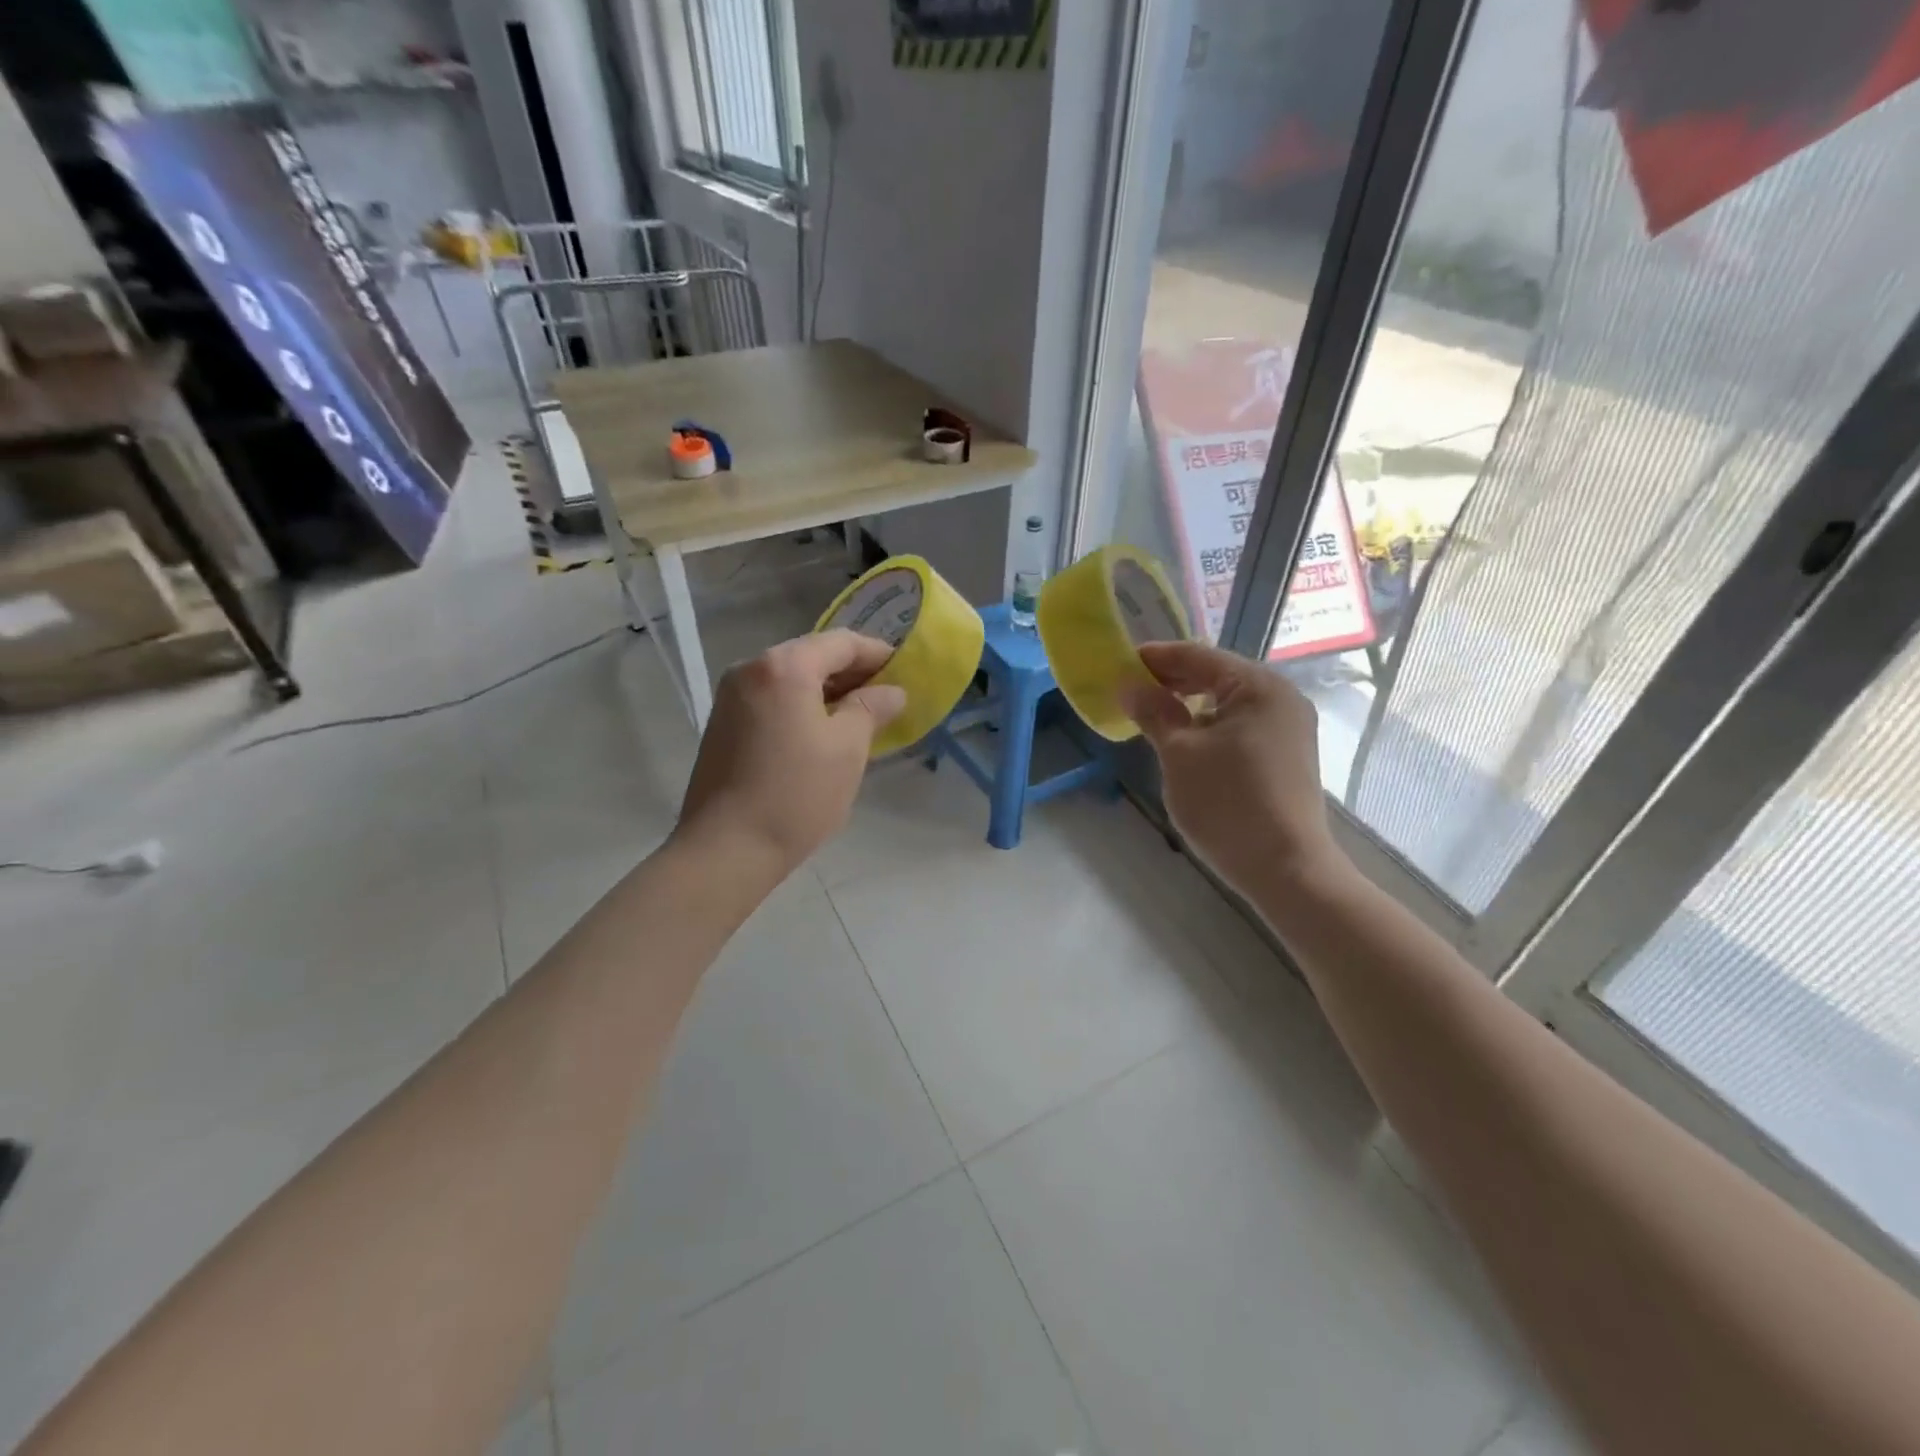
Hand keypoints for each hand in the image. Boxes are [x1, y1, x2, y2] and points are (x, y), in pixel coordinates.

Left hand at [674, 631, 906, 878]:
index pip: (841, 642)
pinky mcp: (722, 724)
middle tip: (887, 696)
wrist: (726, 849)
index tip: (906, 671)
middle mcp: (750, 669)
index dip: (878, 654)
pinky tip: (822, 733)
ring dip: (827, 691)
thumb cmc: (796, 794)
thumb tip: (892, 691)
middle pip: (812, 655)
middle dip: (852, 673)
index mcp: (783, 666)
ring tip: (860, 717)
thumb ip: (872, 708)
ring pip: (790, 679)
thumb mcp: (848, 749)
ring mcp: (730, 697)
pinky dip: (801, 706)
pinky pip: (772, 699)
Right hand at [1121, 641, 1343, 895]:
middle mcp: (1280, 696)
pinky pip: (1240, 724)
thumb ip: (1153, 712)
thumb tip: (1128, 685)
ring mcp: (1288, 726)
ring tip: (1150, 715)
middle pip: (1215, 674)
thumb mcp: (1179, 754)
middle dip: (1170, 681)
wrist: (1285, 868)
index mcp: (1257, 685)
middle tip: (1128, 690)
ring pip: (1227, 701)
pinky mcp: (1287, 753)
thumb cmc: (1227, 803)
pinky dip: (1209, 724)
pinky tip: (1184, 739)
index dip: (1154, 658)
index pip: (1196, 655)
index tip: (1117, 664)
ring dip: (1188, 704)